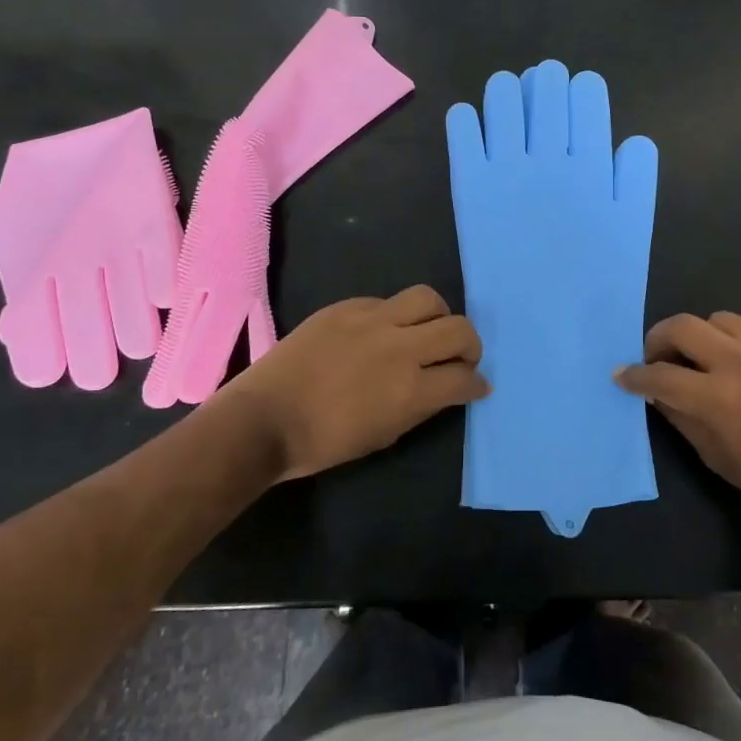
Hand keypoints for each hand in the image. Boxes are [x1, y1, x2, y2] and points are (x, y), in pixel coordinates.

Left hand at [224, 285, 487, 481]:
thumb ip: (421, 407)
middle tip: (461, 357)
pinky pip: (386, 300)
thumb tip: (446, 389)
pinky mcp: (347, 306)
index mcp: (409, 390)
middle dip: (470, 345)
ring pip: (428, 298)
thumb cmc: (323, 442)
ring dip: (438, 317)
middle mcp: (399, 348)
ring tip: (426, 332)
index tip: (477, 386)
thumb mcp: (384, 435)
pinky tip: (381, 332)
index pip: (464, 377)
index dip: (477, 384)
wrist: (264, 418)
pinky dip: (396, 316)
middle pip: (458, 329)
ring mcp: (371, 320)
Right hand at [615, 311, 740, 522]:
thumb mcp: (717, 458)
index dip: (634, 375)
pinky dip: (731, 343)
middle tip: (657, 357)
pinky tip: (738, 367)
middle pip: (682, 326)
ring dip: (699, 335)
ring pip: (717, 318)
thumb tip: (659, 395)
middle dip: (658, 338)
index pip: (660, 375)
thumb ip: (683, 419)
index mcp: (717, 398)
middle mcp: (738, 363)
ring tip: (700, 358)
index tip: (622, 375)